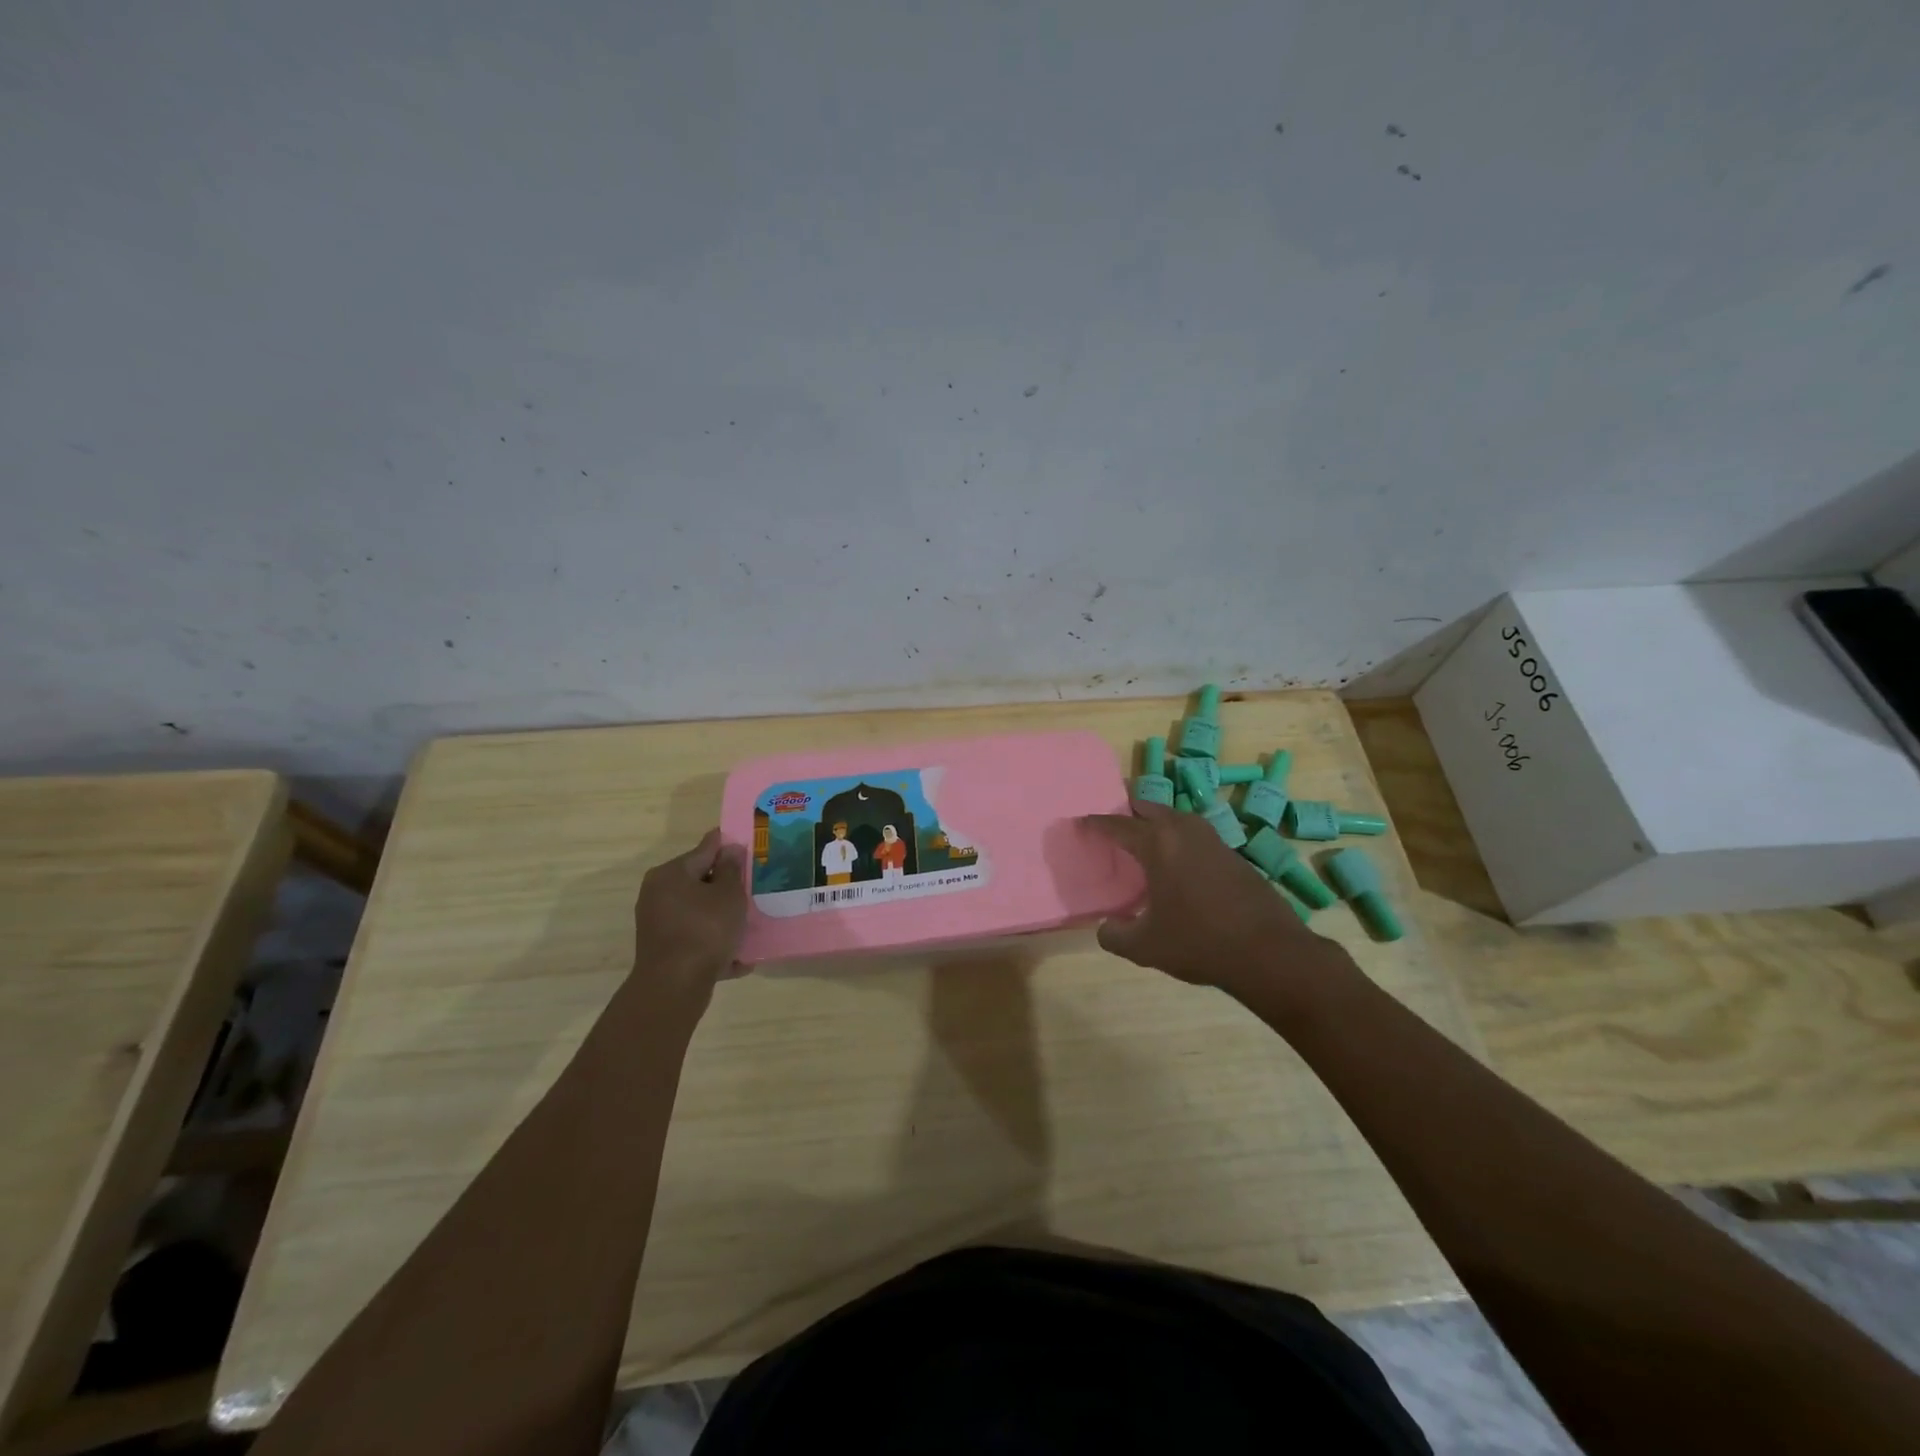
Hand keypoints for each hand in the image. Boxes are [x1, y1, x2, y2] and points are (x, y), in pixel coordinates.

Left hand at [631, 829, 748, 1001]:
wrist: (675, 986)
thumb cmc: (705, 930)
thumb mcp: (728, 895)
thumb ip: (731, 869)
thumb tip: (729, 849)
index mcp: (670, 874)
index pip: (704, 850)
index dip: (728, 847)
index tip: (748, 845)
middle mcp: (658, 894)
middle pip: (700, 882)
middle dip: (727, 886)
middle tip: (754, 887)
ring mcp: (659, 924)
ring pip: (699, 913)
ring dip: (723, 917)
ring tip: (752, 922)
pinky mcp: (664, 951)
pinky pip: (696, 939)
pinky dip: (715, 944)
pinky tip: (741, 959)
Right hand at [1081, 799, 1338, 993]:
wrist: (1271, 953)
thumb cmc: (1200, 943)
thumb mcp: (1145, 947)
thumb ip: (1114, 935)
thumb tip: (1106, 927)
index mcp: (1157, 844)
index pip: (1117, 825)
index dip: (1094, 824)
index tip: (1080, 824)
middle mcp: (1184, 831)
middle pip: (1147, 807)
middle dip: (1126, 813)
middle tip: (1111, 829)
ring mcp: (1213, 839)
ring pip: (1175, 817)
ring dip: (1156, 823)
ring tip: (1143, 844)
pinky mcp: (1233, 854)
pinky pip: (1194, 835)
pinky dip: (1178, 840)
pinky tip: (1177, 865)